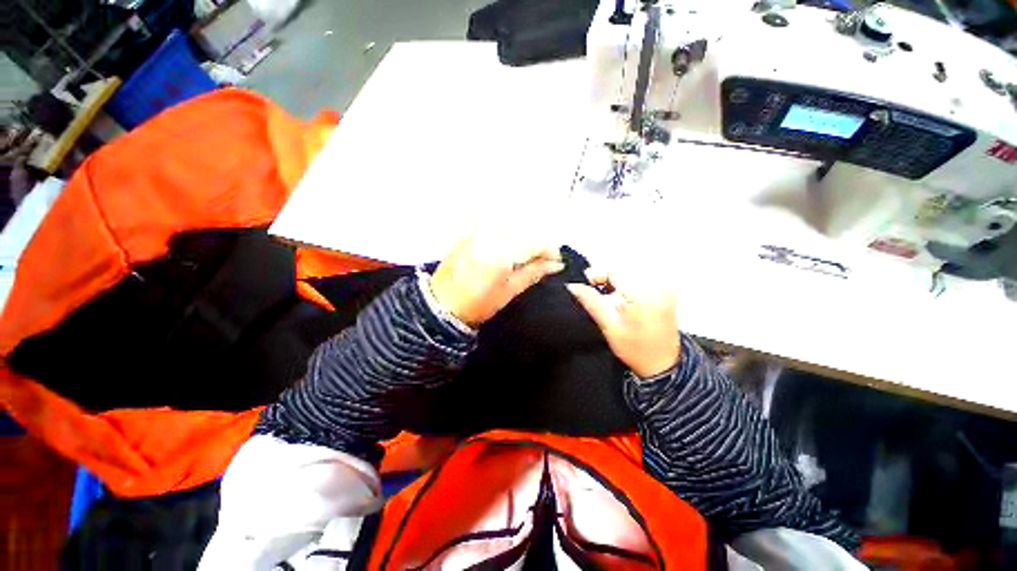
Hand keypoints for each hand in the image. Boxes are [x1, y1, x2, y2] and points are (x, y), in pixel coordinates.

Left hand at [429, 230, 564, 327]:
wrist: (441, 305)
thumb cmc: (476, 305)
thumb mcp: (509, 292)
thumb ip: (533, 273)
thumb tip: (555, 265)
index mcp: (500, 256)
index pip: (534, 240)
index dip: (549, 249)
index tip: (554, 260)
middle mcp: (489, 236)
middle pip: (525, 225)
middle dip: (539, 238)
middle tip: (542, 256)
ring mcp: (477, 231)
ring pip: (511, 218)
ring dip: (525, 229)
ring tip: (528, 248)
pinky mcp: (469, 231)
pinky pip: (495, 219)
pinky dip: (509, 224)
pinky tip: (512, 238)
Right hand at [567, 268, 679, 377]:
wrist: (663, 364)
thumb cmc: (637, 350)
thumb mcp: (609, 327)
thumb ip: (591, 302)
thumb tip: (573, 286)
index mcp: (644, 295)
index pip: (615, 270)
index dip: (597, 275)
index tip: (587, 285)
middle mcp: (658, 286)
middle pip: (623, 268)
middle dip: (606, 277)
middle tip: (595, 292)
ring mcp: (664, 287)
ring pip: (630, 272)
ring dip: (615, 280)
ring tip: (607, 296)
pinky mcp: (665, 290)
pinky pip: (639, 278)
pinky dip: (625, 284)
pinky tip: (620, 298)